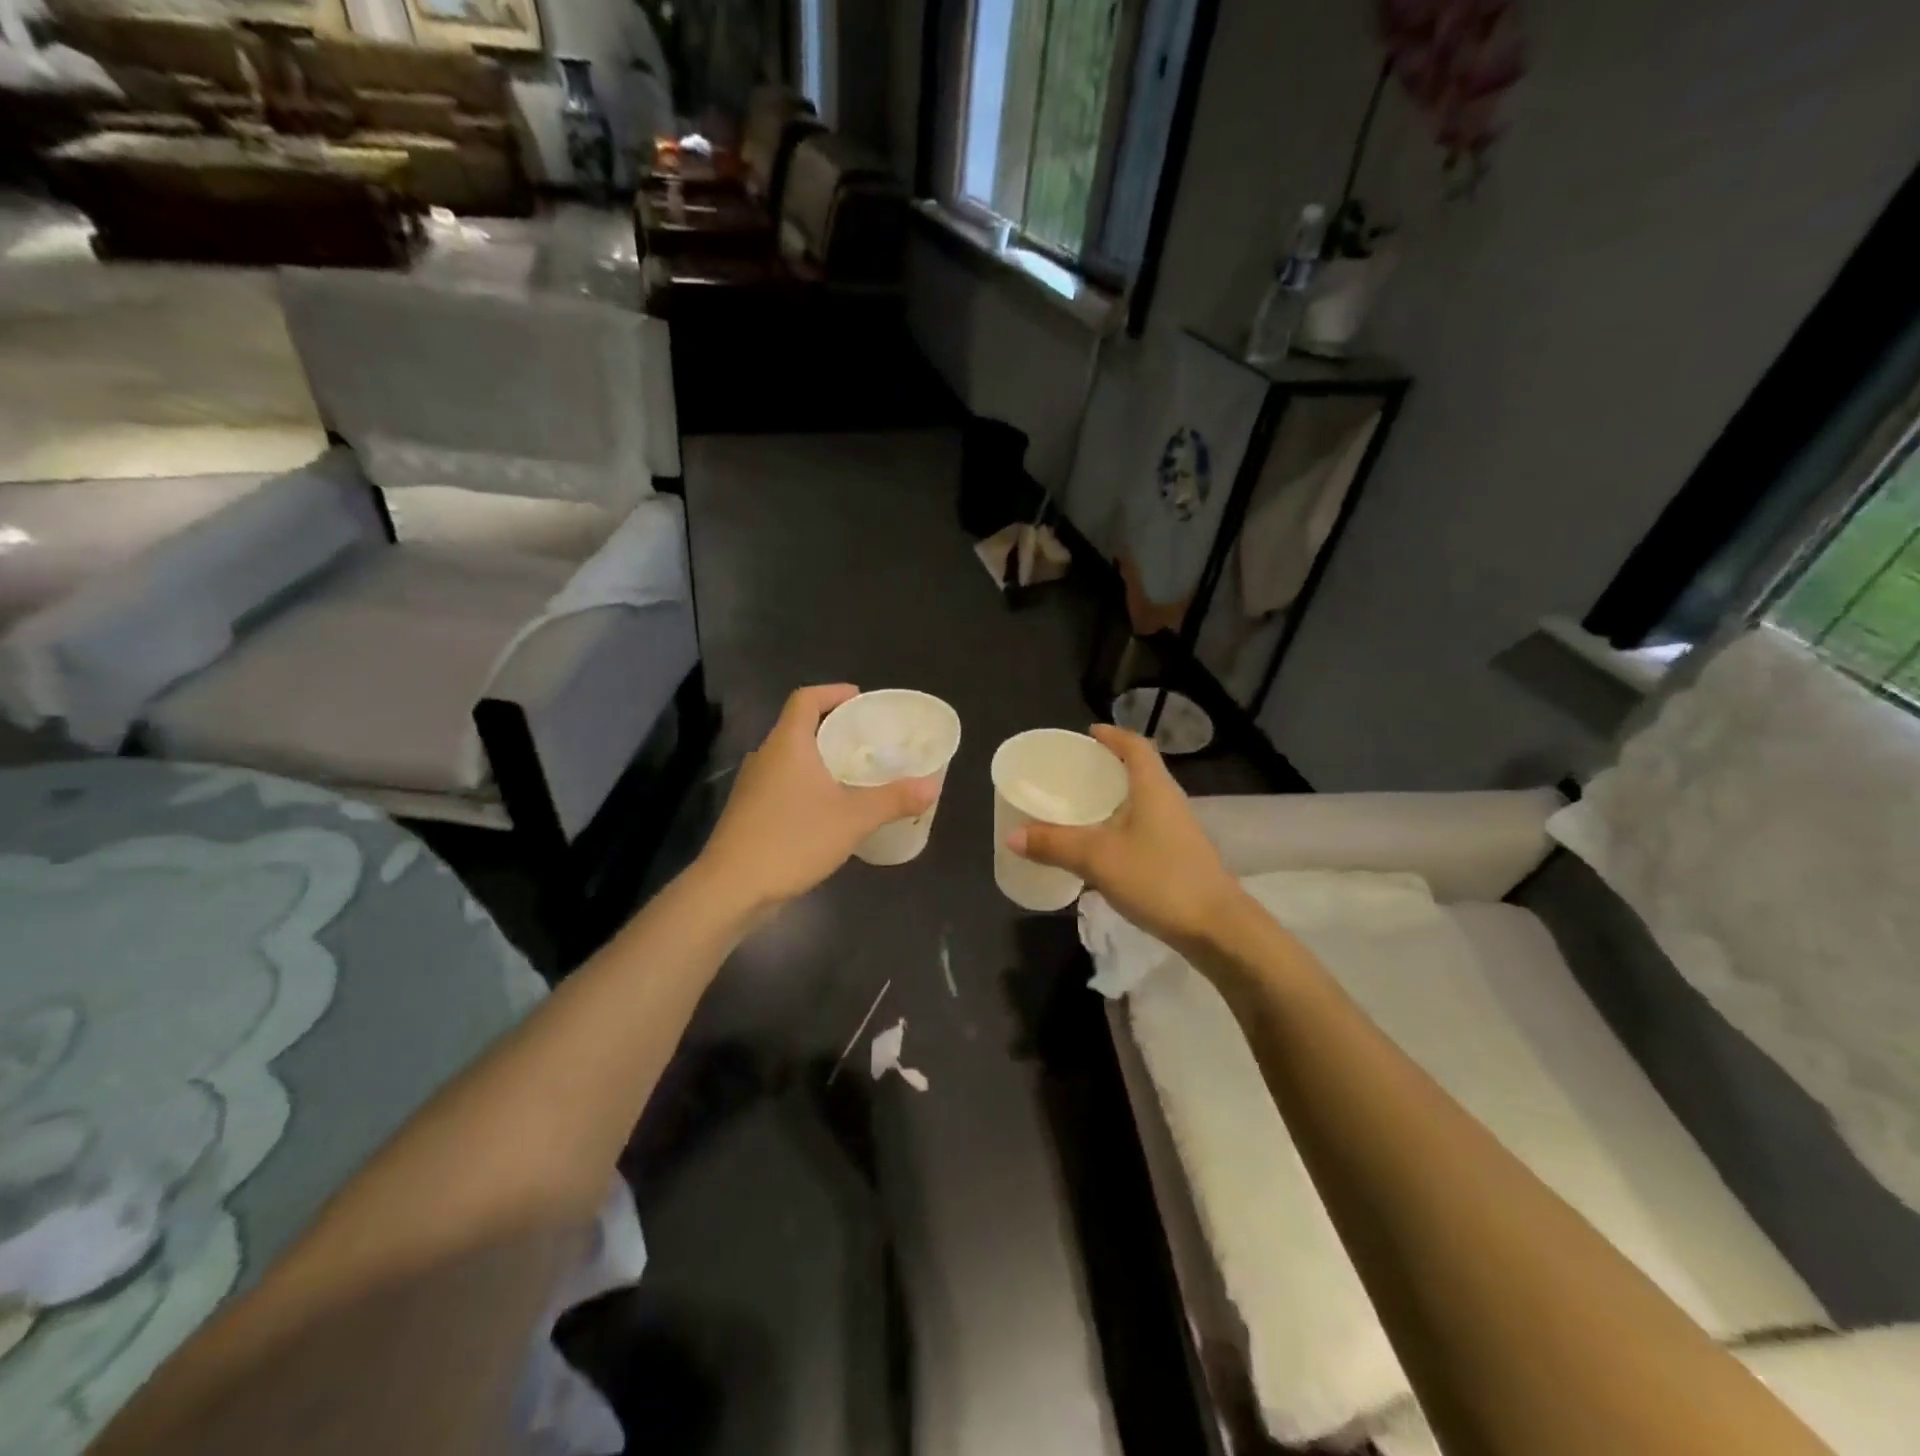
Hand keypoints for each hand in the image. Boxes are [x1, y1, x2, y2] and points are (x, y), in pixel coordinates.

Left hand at [698, 685, 938, 910]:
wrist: (732, 889)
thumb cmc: (792, 840)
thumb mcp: (852, 819)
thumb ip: (893, 799)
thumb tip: (932, 785)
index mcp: (787, 744)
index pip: (806, 699)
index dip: (833, 692)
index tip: (860, 700)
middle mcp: (766, 757)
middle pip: (799, 727)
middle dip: (834, 728)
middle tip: (868, 740)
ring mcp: (753, 786)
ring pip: (791, 759)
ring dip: (821, 759)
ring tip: (855, 774)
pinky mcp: (750, 813)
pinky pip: (784, 785)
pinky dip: (808, 785)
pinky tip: (829, 810)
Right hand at [1007, 724, 1242, 951]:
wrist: (1216, 928)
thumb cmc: (1158, 878)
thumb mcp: (1097, 858)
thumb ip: (1054, 844)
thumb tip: (1011, 835)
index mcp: (1153, 787)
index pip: (1136, 746)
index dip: (1113, 735)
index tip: (1089, 733)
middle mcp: (1168, 801)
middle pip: (1139, 771)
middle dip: (1108, 767)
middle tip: (1074, 772)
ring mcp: (1176, 830)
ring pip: (1141, 802)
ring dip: (1113, 799)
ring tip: (1080, 806)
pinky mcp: (1178, 856)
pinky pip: (1143, 828)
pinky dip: (1120, 827)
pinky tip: (1100, 847)